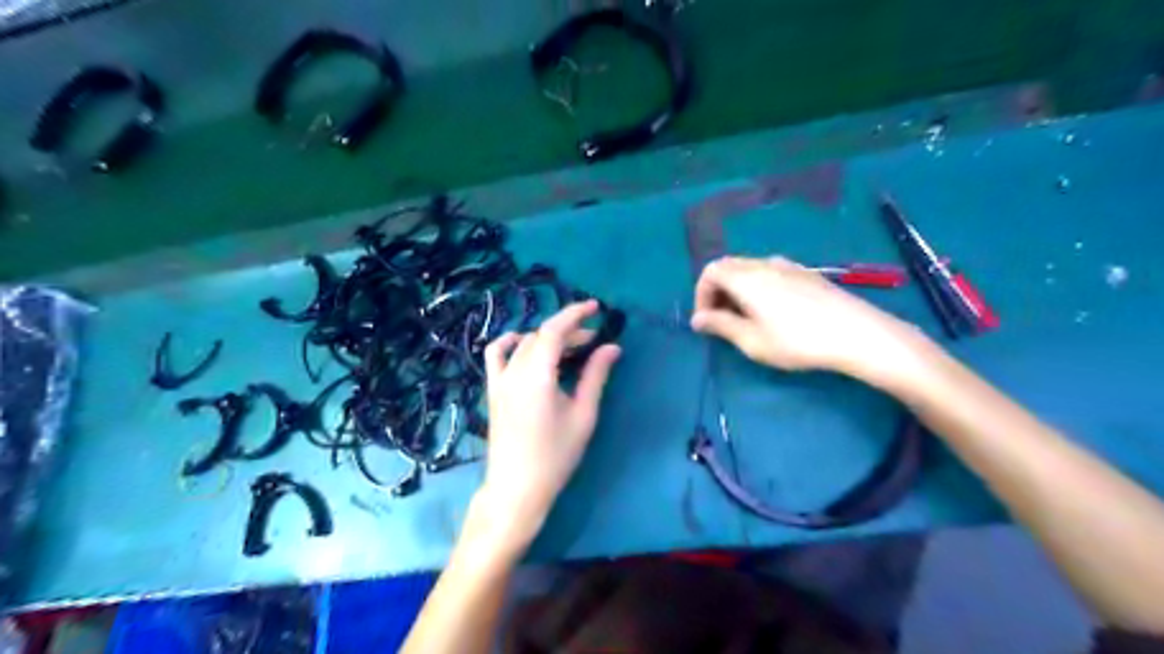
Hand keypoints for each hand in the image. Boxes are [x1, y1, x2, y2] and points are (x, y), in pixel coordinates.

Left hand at [475, 302, 622, 552]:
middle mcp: (514, 371)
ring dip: (546, 338)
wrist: (517, 488)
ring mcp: (499, 380)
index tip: (596, 308)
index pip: (554, 330)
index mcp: (537, 375)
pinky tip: (524, 344)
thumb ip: (596, 376)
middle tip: (594, 341)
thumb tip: (612, 347)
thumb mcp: (583, 415)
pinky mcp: (493, 390)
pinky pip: (497, 355)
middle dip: (569, 332)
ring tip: (569, 348)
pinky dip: (510, 343)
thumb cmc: (555, 455)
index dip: (575, 314)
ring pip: (523, 343)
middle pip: (541, 336)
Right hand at [688, 252, 929, 379]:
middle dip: (717, 291)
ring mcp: (788, 265)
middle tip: (722, 321)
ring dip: (737, 289)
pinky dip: (757, 287)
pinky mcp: (806, 273)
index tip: (706, 321)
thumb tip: (697, 319)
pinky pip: (769, 272)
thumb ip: (721, 326)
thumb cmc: (798, 341)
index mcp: (746, 277)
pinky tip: (772, 312)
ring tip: (746, 319)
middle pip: (728, 266)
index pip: (710, 271)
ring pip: (749, 268)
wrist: (857, 333)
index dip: (701, 294)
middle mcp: (764, 264)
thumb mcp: (752, 341)